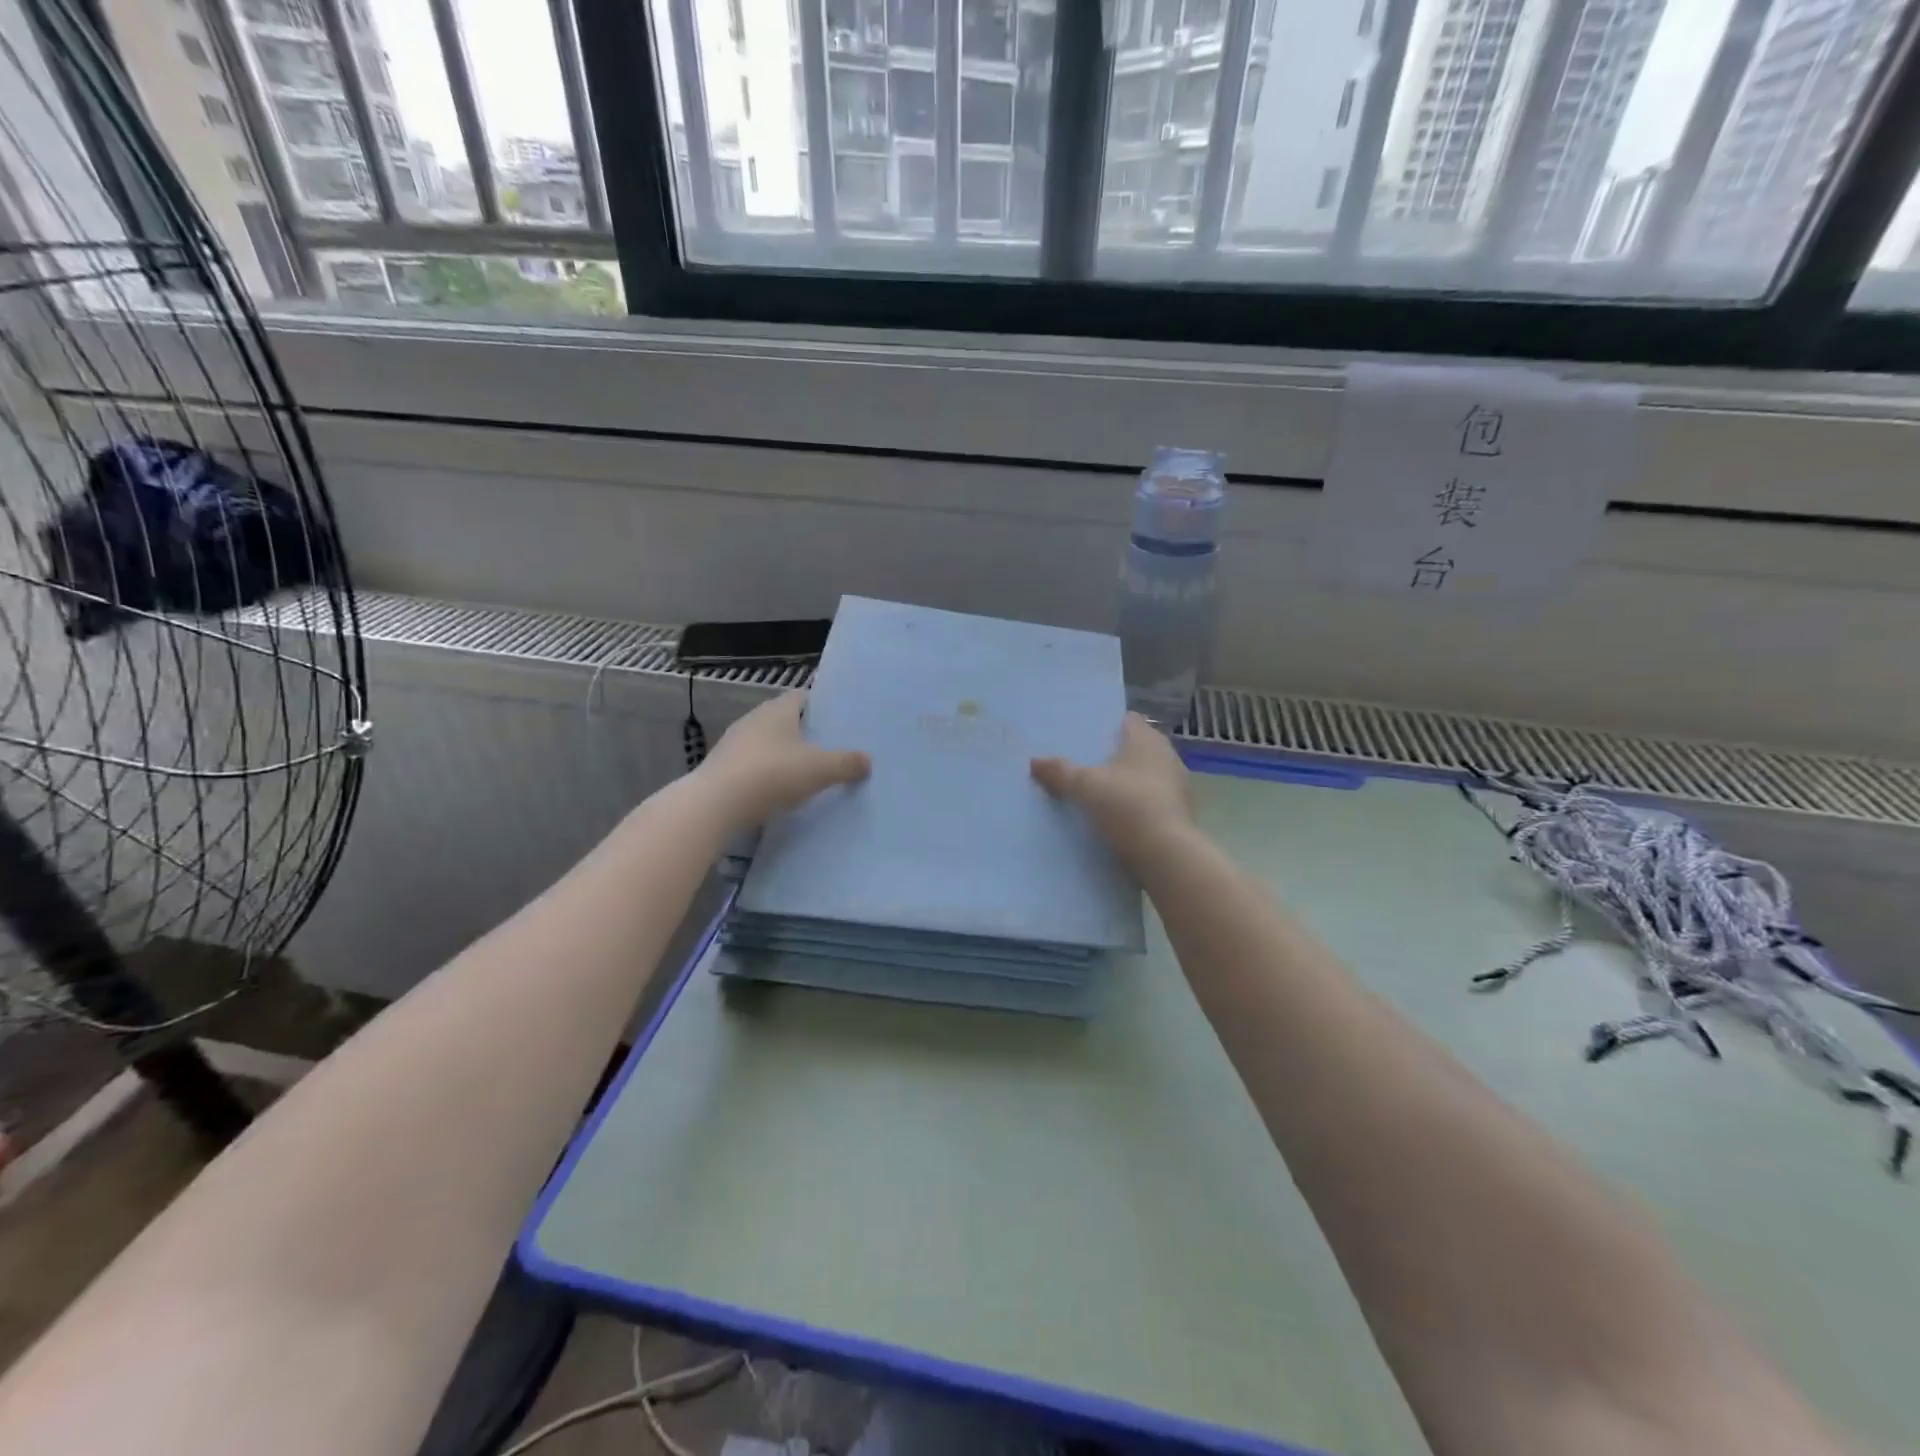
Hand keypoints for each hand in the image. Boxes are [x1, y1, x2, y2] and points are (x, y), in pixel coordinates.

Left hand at [696, 690, 869, 828]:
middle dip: (804, 731)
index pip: (802, 696)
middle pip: (784, 719)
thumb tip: (867, 760)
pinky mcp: (722, 767)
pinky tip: (778, 789)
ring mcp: (734, 743)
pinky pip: (752, 764)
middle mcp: (754, 719)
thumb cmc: (773, 774)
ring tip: (806, 770)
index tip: (838, 719)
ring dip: (784, 753)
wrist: (715, 804)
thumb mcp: (820, 769)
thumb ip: (846, 763)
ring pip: (767, 742)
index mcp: (778, 710)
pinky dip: (767, 772)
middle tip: (829, 746)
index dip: (821, 705)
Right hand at [1031, 713, 1194, 865]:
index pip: (1127, 720)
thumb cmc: (1127, 806)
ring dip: (1125, 783)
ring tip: (1095, 793)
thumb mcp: (1084, 787)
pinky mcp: (1179, 815)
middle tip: (1082, 764)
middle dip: (1112, 756)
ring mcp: (1177, 787)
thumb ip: (1060, 771)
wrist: (1167, 857)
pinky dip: (1135, 806)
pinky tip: (1115, 819)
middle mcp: (1167, 756)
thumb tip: (1035, 762)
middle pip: (1135, 749)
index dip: (1106, 725)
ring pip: (1144, 776)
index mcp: (1147, 740)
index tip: (1084, 735)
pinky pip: (1151, 802)